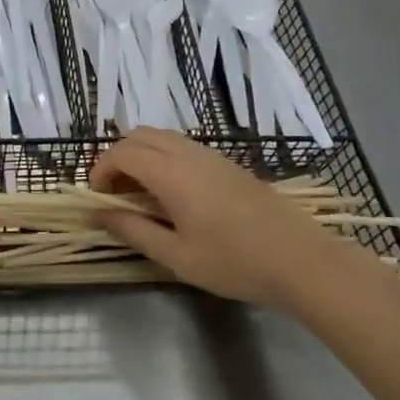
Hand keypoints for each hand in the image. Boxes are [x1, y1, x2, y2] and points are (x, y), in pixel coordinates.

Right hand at [90, 129, 347, 309]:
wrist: (303, 262)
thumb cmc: (235, 263)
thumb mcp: (177, 256)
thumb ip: (133, 230)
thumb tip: (99, 214)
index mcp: (172, 173)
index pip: (122, 153)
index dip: (100, 170)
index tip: (96, 198)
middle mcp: (189, 154)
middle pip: (139, 135)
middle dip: (117, 158)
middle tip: (114, 193)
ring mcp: (212, 156)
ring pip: (163, 137)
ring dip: (141, 156)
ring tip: (140, 195)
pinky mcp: (229, 164)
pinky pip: (183, 147)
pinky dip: (163, 158)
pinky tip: (172, 195)